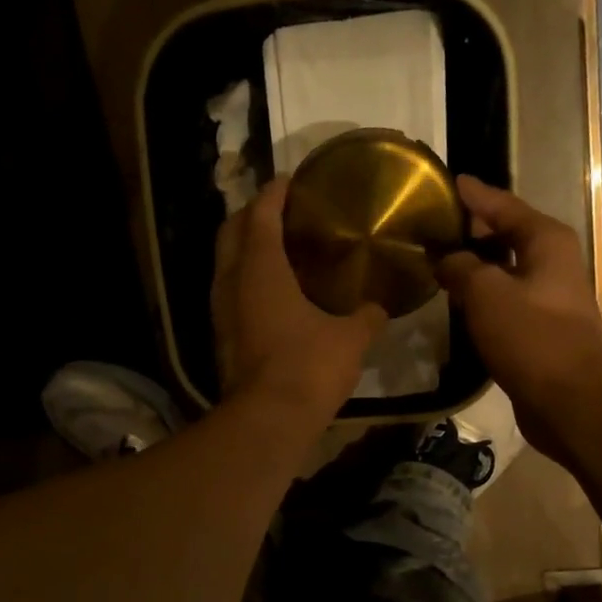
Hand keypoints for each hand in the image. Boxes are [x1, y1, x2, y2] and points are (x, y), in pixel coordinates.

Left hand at [212, 178, 386, 427]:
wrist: (269, 420)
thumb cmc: (309, 367)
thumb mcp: (350, 339)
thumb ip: (367, 316)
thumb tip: (380, 307)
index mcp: (261, 268)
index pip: (261, 214)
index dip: (274, 193)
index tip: (290, 181)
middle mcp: (232, 282)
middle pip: (232, 232)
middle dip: (251, 215)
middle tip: (279, 211)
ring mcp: (221, 311)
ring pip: (225, 264)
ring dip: (244, 249)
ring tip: (275, 247)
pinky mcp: (222, 337)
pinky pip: (230, 293)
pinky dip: (245, 280)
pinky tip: (270, 291)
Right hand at [436, 176, 601, 461]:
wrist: (568, 400)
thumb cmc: (531, 337)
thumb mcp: (486, 294)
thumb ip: (460, 267)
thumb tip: (445, 259)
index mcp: (546, 241)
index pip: (504, 205)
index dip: (475, 194)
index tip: (451, 181)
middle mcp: (553, 262)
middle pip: (507, 235)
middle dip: (473, 230)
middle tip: (436, 224)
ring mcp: (550, 297)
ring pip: (505, 271)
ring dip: (476, 266)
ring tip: (439, 261)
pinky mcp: (542, 329)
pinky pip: (506, 300)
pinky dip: (483, 297)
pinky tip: (459, 302)